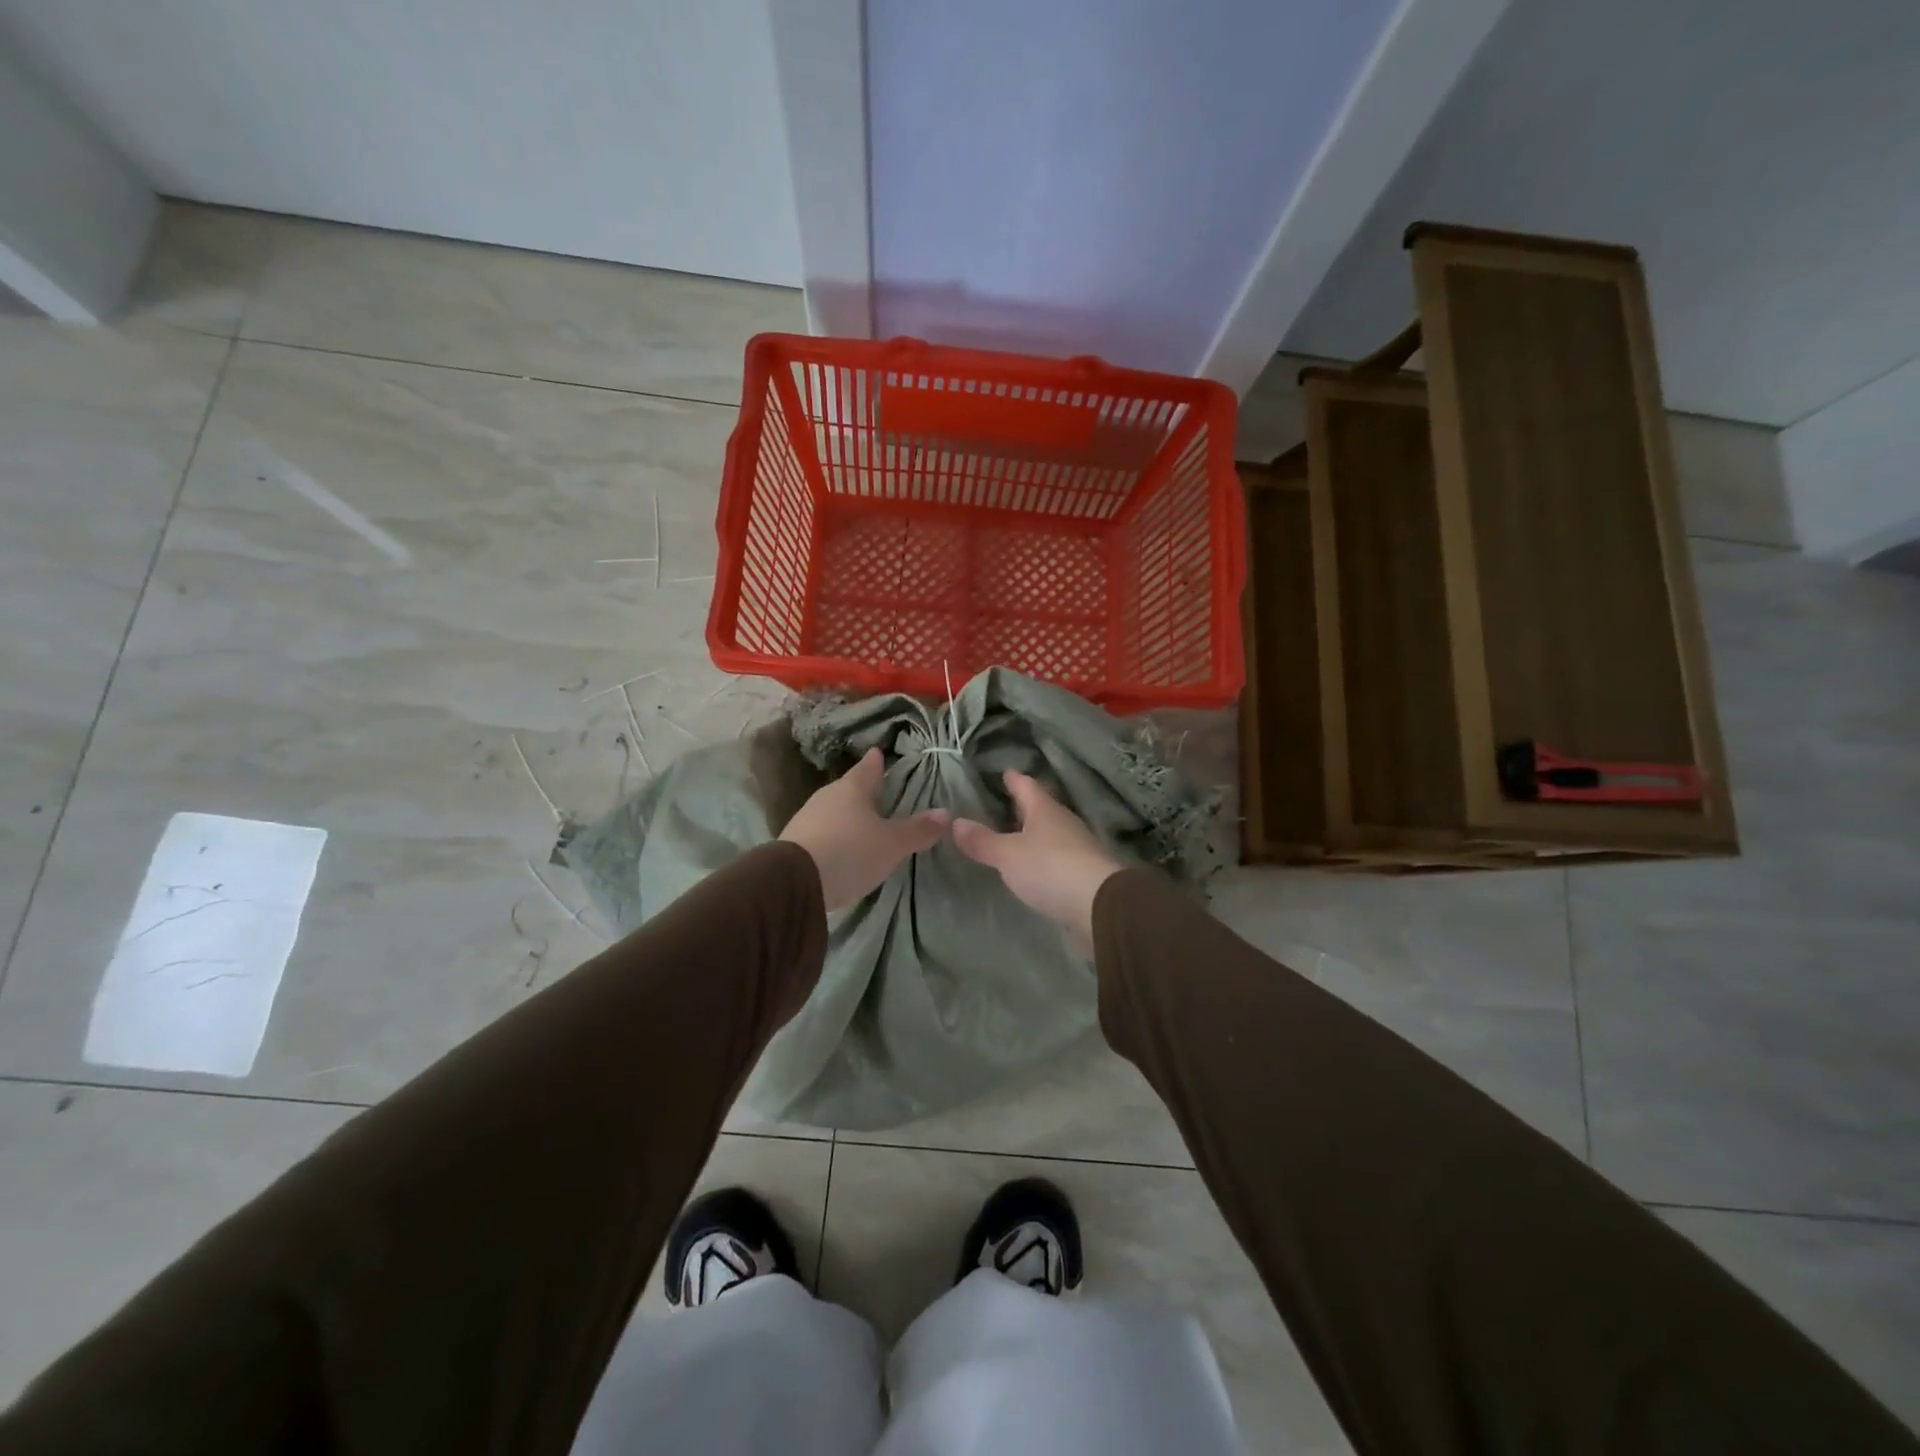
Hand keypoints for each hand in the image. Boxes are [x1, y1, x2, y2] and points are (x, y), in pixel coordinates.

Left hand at [780, 748, 948, 911]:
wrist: (793, 882)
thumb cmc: (850, 851)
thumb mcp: (892, 844)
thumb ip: (918, 830)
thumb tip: (945, 814)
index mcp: (852, 788)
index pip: (868, 768)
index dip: (876, 762)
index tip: (879, 753)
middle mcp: (827, 797)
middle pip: (848, 789)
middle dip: (862, 791)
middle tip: (877, 792)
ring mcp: (806, 818)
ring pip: (833, 810)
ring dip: (846, 815)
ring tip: (861, 823)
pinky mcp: (794, 843)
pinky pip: (821, 831)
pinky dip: (833, 835)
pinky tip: (840, 848)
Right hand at [952, 771, 1123, 952]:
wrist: (1099, 905)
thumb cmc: (1050, 868)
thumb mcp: (1008, 855)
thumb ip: (982, 840)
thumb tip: (952, 821)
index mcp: (1044, 809)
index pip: (1026, 785)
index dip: (1014, 779)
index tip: (1004, 772)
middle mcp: (1062, 822)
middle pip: (1040, 808)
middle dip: (1022, 806)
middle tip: (1001, 803)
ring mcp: (1075, 847)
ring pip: (1049, 832)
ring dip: (1032, 832)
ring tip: (1012, 835)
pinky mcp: (1081, 873)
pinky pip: (1055, 856)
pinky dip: (1040, 856)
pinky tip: (1031, 865)